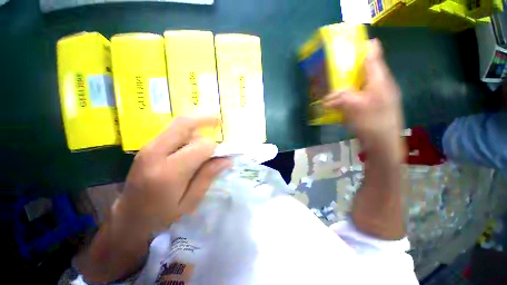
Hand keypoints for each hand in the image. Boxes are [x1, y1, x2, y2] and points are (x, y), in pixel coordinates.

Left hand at [113, 116, 230, 234]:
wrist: (128, 217)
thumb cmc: (161, 215)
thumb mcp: (190, 202)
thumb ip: (207, 177)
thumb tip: (226, 159)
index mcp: (168, 173)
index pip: (200, 147)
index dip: (214, 149)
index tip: (220, 156)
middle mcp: (155, 154)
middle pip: (184, 125)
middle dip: (204, 119)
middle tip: (218, 119)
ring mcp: (148, 147)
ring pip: (178, 124)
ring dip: (196, 125)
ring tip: (208, 129)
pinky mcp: (147, 146)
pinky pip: (171, 130)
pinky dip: (187, 129)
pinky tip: (194, 137)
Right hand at [323, 39, 403, 157]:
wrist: (383, 144)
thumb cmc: (372, 122)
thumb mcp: (353, 106)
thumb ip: (339, 97)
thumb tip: (326, 99)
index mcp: (380, 79)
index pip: (373, 53)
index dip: (361, 46)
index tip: (346, 48)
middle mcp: (380, 84)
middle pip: (365, 68)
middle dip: (349, 68)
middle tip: (334, 70)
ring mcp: (377, 96)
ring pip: (360, 83)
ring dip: (347, 84)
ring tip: (333, 87)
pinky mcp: (372, 106)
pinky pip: (359, 95)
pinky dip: (349, 95)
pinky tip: (340, 102)